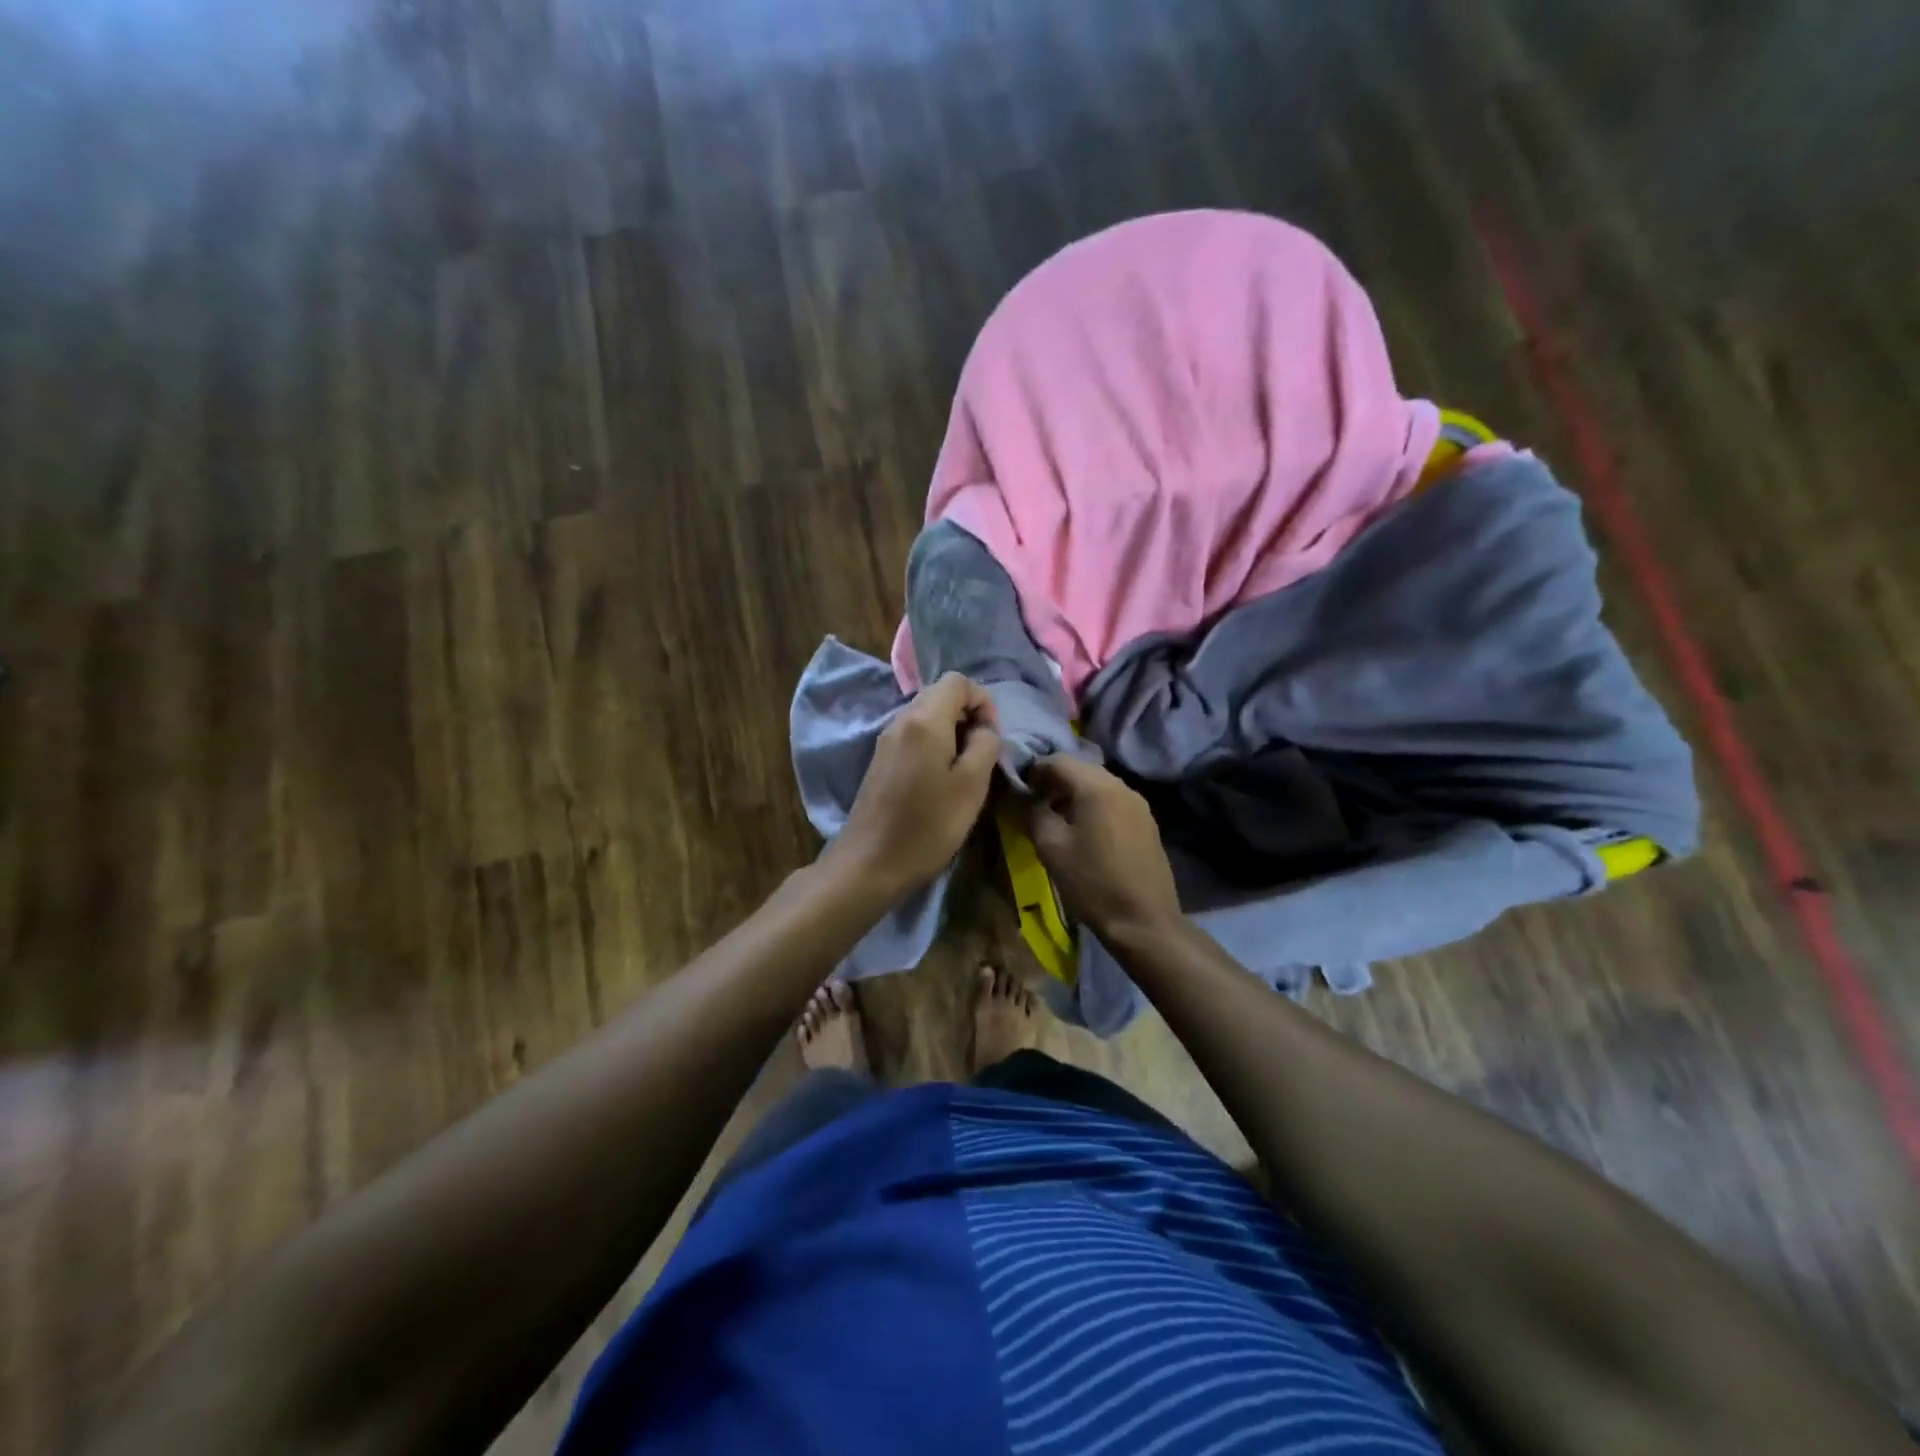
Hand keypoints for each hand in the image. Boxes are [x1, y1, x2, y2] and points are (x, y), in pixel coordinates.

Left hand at [826, 672, 1002, 896]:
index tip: (992, 738)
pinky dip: (935, 745)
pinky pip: (914, 736)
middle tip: (981, 754)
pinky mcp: (881, 760)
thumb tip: (983, 729)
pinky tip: (940, 780)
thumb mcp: (972, 785)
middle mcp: (901, 719)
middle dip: (968, 715)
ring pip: (927, 716)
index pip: (958, 681)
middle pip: (941, 694)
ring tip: (964, 770)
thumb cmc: (928, 824)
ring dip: (952, 732)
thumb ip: (985, 745)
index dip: (983, 701)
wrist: (871, 862)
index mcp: (924, 719)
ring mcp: (886, 739)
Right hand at [1025, 756, 1181, 940]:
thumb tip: (1025, 797)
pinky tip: (1082, 831)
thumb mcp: (1051, 848)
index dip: (1033, 770)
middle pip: (1080, 769)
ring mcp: (1138, 804)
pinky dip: (1092, 806)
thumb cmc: (1092, 882)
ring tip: (1054, 818)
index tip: (1018, 789)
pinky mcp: (1146, 823)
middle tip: (1033, 802)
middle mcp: (1121, 786)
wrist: (1144, 921)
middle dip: (1053, 781)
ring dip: (1072, 794)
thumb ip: (1034, 812)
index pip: (1058, 760)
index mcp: (1097, 786)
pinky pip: (1112, 802)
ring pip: (1097, 785)